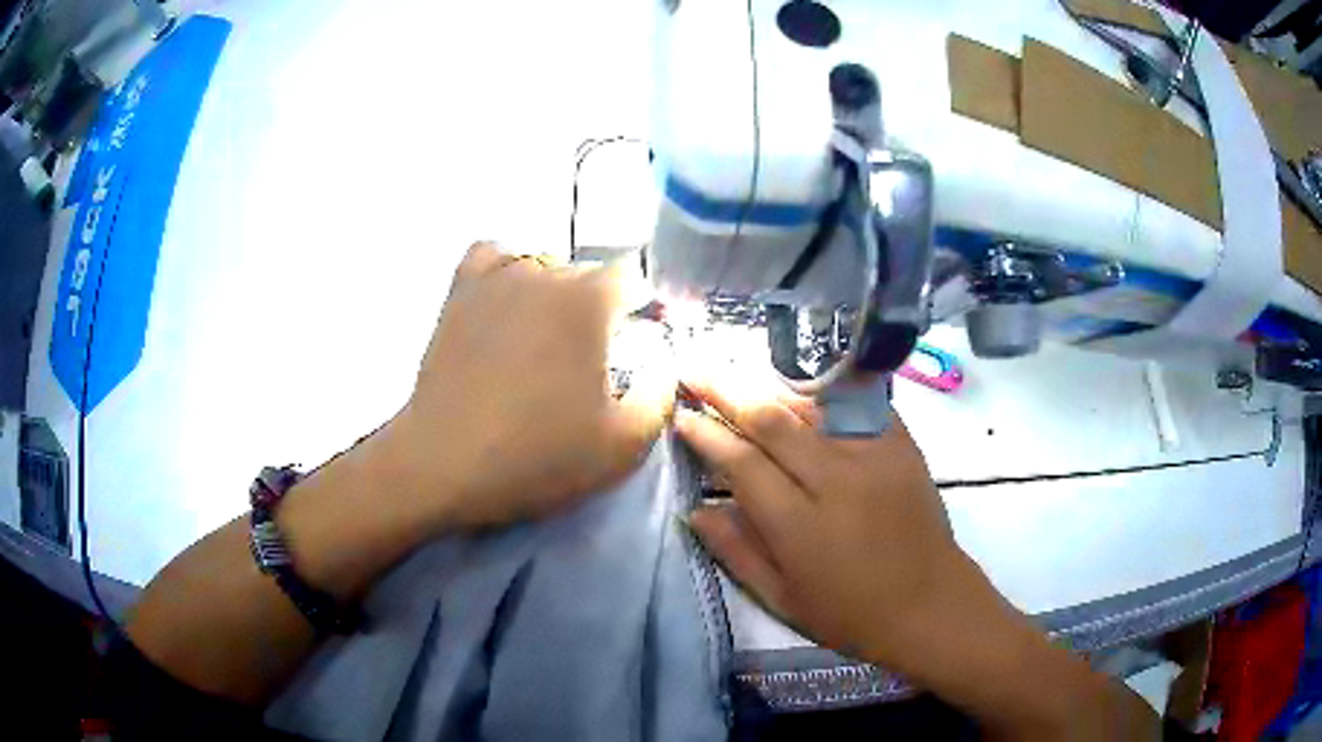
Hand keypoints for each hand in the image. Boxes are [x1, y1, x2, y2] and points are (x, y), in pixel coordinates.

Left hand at [370, 242, 674, 530]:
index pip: (635, 280)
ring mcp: (496, 277)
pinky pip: (493, 258)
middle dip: (602, 310)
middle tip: (594, 360)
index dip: (646, 310)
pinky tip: (507, 303)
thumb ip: (661, 397)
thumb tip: (664, 366)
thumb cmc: (535, 456)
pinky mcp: (459, 292)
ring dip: (556, 292)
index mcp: (589, 300)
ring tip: (548, 338)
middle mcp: (544, 272)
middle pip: (589, 274)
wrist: (443, 464)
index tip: (642, 346)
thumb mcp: (623, 446)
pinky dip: (506, 272)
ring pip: (544, 265)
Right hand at [675, 370, 974, 666]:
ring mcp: (874, 455)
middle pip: (771, 419)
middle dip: (725, 389)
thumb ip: (736, 551)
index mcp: (800, 525)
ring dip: (767, 386)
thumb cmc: (851, 615)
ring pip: (810, 404)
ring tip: (736, 373)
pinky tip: (797, 388)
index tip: (681, 416)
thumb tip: (695, 510)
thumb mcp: (783, 599)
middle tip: (694, 369)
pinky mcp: (901, 444)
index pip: (741, 463)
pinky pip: (853, 405)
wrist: (930, 604)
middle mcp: (836, 479)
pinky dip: (819, 394)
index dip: (706, 435)